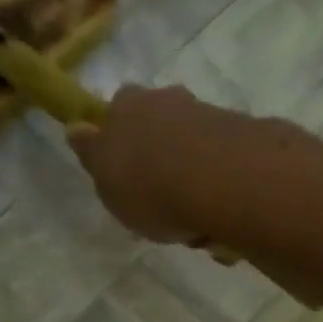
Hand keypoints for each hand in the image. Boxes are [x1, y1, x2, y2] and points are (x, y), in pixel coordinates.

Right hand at [63, 85, 261, 244]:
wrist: (219, 181)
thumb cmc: (148, 186)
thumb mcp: (106, 181)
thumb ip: (93, 155)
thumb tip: (77, 129)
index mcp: (127, 106)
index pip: (118, 109)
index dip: (122, 136)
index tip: (126, 171)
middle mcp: (169, 100)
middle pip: (162, 123)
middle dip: (163, 154)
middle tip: (164, 198)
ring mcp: (209, 114)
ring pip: (195, 146)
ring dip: (194, 178)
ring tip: (196, 221)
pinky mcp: (245, 136)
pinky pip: (226, 165)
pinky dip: (222, 188)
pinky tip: (221, 217)